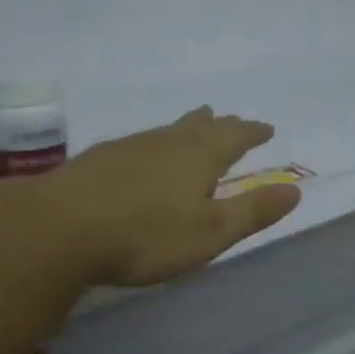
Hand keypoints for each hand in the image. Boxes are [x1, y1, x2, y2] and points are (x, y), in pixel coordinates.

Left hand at [40, 107, 300, 287]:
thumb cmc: (146, 235)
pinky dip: (156, 142)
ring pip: (168, 130)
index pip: (235, 137)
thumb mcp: (210, 232)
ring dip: (187, 127)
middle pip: (200, 127)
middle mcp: (167, 142)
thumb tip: (294, 190)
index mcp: (199, 157)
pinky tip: (144, 153)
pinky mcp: (100, 159)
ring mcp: (130, 147)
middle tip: (230, 118)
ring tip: (195, 123)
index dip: (252, 133)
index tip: (266, 128)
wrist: (60, 228)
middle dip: (221, 125)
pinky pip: (141, 142)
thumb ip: (252, 211)